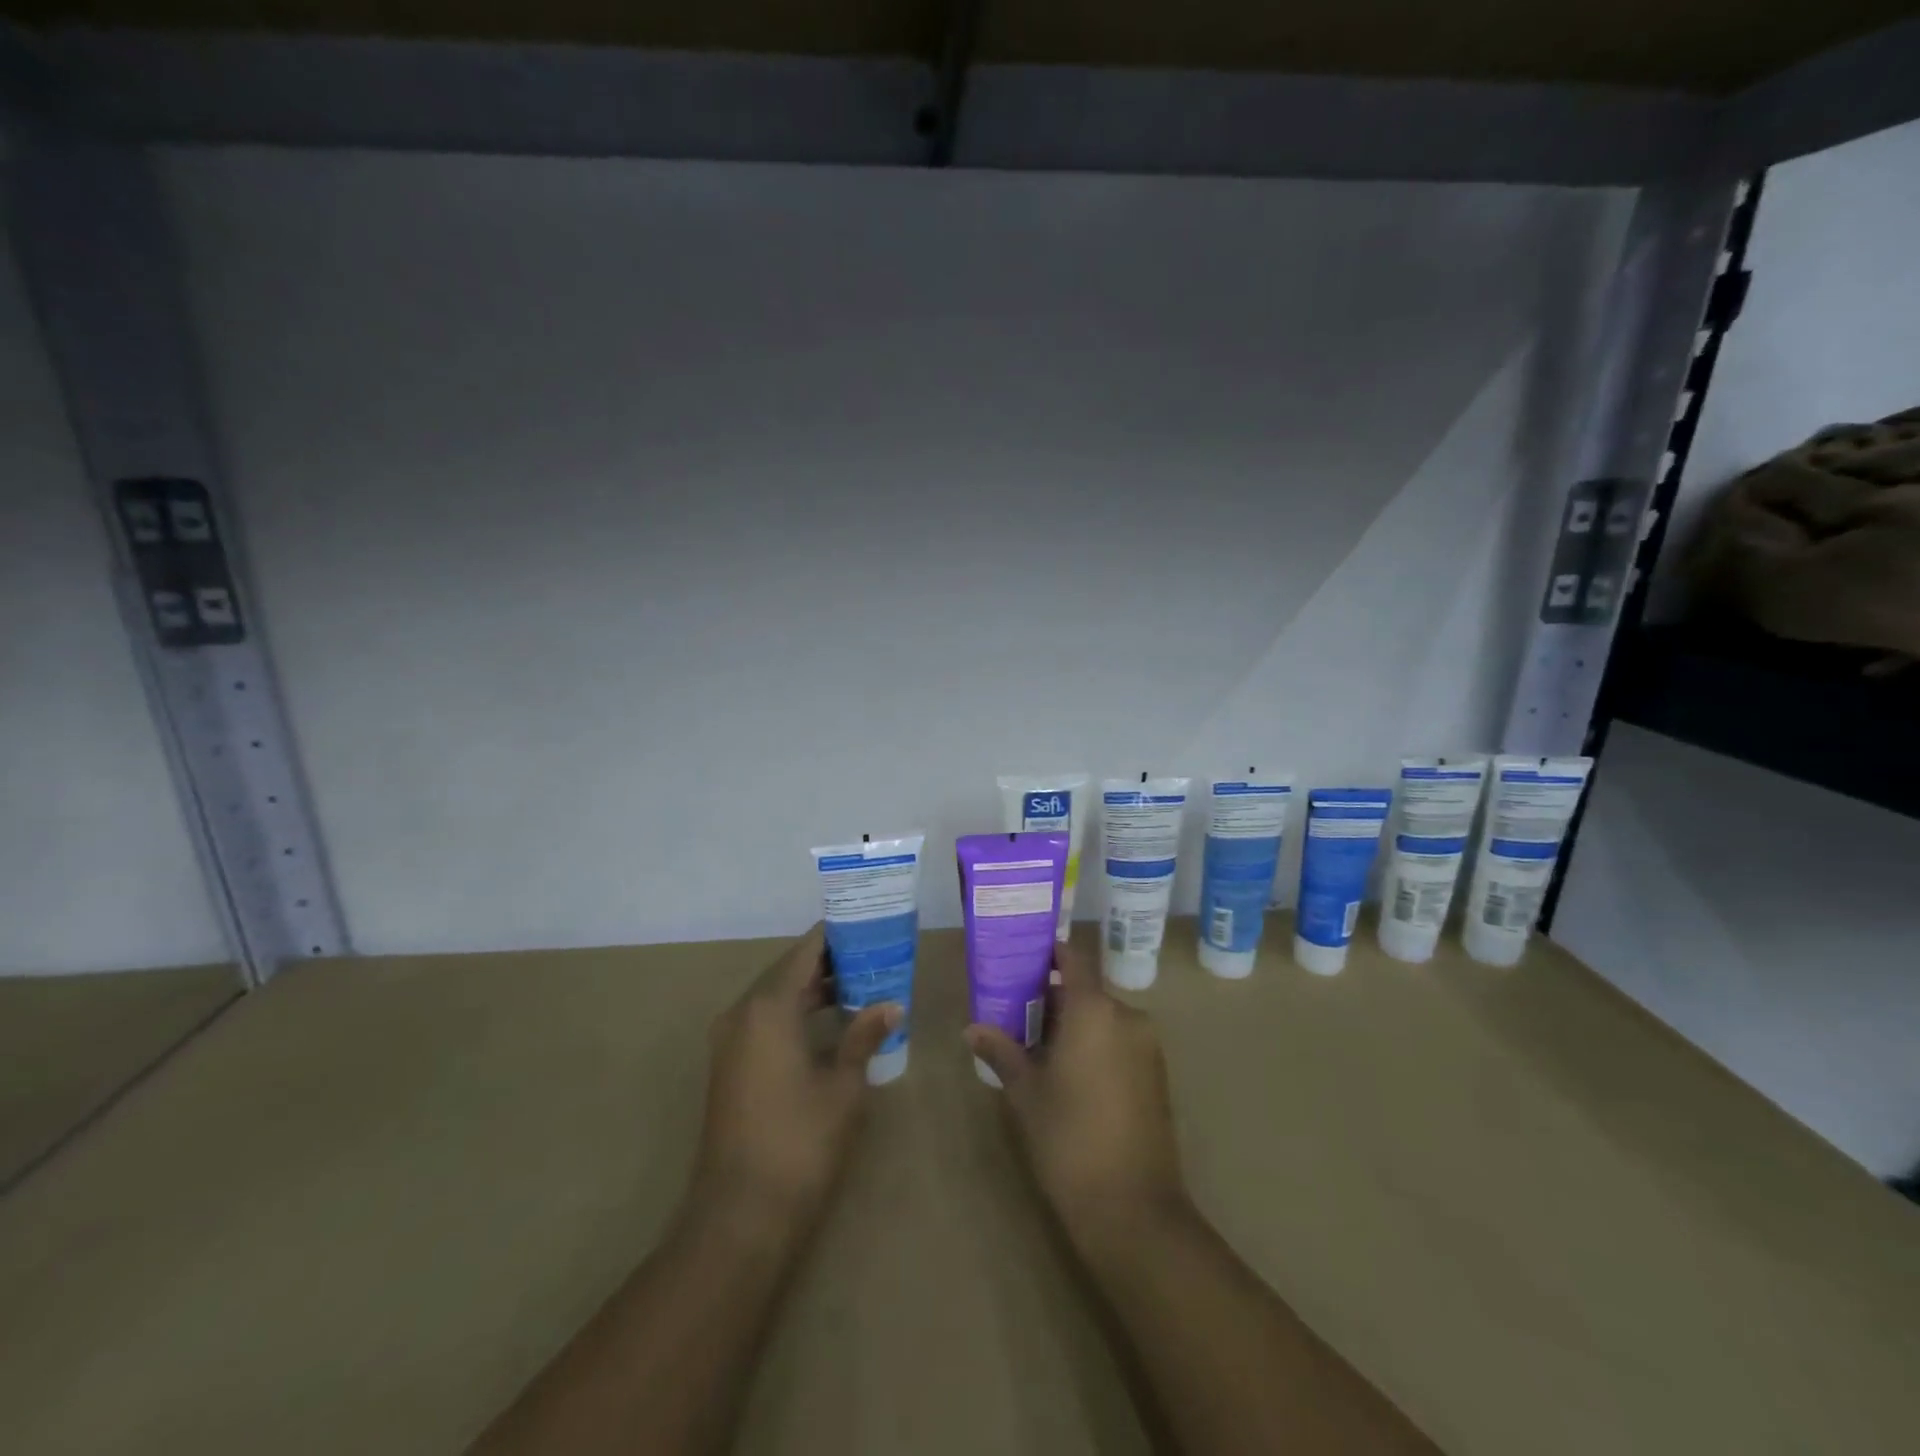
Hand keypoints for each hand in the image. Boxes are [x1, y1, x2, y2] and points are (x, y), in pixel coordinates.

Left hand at [690, 924, 899, 1232]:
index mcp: (768, 1007)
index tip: (869, 924)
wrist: (739, 1215)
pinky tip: (830, 1022)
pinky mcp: (729, 1066)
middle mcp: (742, 1013)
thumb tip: (891, 1005)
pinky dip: (796, 1013)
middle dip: (830, 961)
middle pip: (788, 970)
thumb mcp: (842, 1086)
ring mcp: (730, 1041)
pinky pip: (765, 1021)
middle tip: (874, 953)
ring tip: (861, 983)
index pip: (805, 951)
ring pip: (776, 996)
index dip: (837, 935)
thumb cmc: (799, 1142)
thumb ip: (864, 1036)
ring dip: (813, 989)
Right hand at [965, 942, 1189, 1255]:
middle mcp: (1127, 1016)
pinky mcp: (1157, 1075)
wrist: (1133, 1208)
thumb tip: (972, 1029)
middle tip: (1017, 1016)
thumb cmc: (1069, 1138)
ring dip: (1074, 1025)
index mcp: (1094, 1010)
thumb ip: (1002, 1052)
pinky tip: (1070, 1075)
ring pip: (1103, 1018)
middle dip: (1053, 998)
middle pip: (1086, 991)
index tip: (1022, 957)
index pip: (1073, 958)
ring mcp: (1147, 1046)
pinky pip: (1120, 1042)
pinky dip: (1096, 1045)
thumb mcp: (1026, 1092)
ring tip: (1038, 1050)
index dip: (1050, 953)